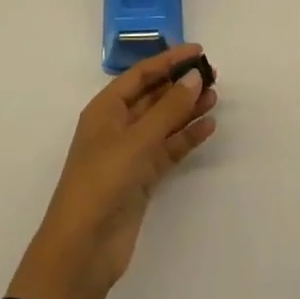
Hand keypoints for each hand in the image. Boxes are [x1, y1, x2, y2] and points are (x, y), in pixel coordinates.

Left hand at [9, 45, 217, 298]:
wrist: (83, 247)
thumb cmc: (102, 181)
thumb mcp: (136, 140)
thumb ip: (168, 108)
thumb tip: (195, 77)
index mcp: (105, 109)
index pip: (141, 75)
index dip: (168, 60)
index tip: (198, 50)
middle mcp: (117, 126)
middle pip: (153, 96)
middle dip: (180, 84)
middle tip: (214, 74)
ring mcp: (130, 153)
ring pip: (163, 122)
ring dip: (187, 109)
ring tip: (216, 97)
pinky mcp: (142, 178)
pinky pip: (168, 149)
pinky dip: (186, 137)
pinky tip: (208, 127)